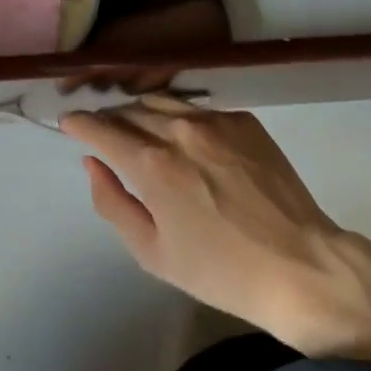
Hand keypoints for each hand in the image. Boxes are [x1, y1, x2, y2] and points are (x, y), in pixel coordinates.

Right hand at [60, 98, 370, 357]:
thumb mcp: (153, 252)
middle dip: (109, 117)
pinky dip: (179, 115)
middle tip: (102, 130)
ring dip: (141, 109)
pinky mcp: (244, 120)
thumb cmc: (221, 270)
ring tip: (137, 125)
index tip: (68, 121)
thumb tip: (92, 162)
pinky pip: (198, 107)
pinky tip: (183, 134)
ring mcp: (215, 120)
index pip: (102, 127)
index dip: (80, 122)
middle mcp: (179, 129)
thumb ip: (113, 202)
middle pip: (130, 109)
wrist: (301, 266)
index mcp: (153, 164)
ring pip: (163, 99)